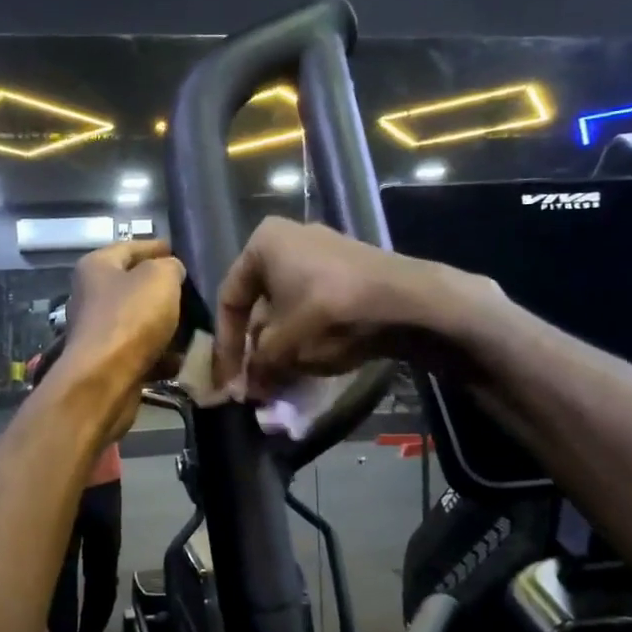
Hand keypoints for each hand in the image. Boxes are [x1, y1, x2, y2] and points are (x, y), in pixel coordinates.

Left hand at [55, 240, 186, 435]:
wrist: (105, 380)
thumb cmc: (131, 318)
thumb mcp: (160, 278)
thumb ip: (170, 266)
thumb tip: (171, 271)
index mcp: (96, 267)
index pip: (130, 247)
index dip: (156, 247)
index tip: (179, 251)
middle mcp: (91, 295)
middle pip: (133, 285)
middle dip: (163, 289)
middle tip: (193, 291)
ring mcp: (98, 331)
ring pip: (139, 321)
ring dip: (165, 324)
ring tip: (195, 325)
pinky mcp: (107, 361)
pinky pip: (140, 351)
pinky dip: (161, 354)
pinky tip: (183, 357)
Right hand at [212, 218, 457, 400]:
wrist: (406, 299)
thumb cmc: (330, 310)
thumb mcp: (284, 344)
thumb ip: (259, 366)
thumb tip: (247, 391)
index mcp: (263, 243)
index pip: (230, 300)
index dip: (225, 346)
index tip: (228, 380)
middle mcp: (289, 239)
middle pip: (260, 305)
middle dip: (256, 349)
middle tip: (254, 384)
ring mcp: (323, 254)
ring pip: (288, 308)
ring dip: (280, 347)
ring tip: (278, 382)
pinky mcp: (349, 272)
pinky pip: (314, 307)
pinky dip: (306, 336)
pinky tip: (306, 366)